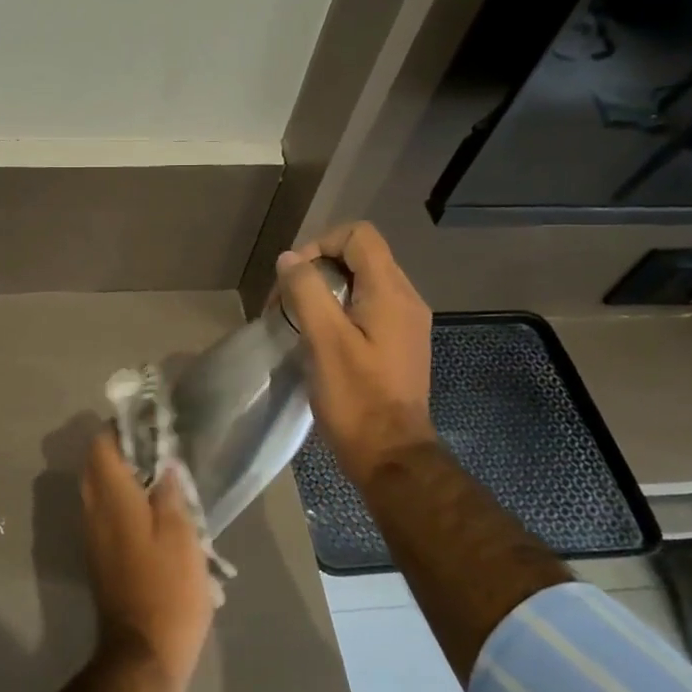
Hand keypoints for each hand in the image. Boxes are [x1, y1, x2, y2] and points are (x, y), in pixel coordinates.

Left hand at [78, 430, 214, 691]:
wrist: (144, 653)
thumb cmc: (168, 590)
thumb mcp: (181, 536)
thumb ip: (169, 495)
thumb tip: (164, 464)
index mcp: (112, 500)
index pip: (101, 448)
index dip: (119, 429)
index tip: (147, 424)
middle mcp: (94, 512)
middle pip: (96, 467)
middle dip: (121, 451)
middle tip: (158, 449)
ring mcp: (94, 537)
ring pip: (99, 492)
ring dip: (123, 477)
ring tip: (161, 478)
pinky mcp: (101, 558)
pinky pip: (106, 515)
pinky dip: (124, 502)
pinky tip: (154, 512)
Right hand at [277, 221, 436, 488]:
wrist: (390, 455)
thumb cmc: (356, 398)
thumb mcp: (325, 341)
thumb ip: (307, 292)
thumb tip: (289, 259)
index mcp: (391, 293)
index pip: (359, 236)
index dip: (320, 245)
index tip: (294, 278)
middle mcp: (405, 300)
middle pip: (360, 257)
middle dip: (317, 270)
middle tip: (286, 303)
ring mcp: (404, 324)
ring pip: (361, 284)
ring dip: (324, 292)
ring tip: (296, 322)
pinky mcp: (397, 345)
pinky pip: (366, 309)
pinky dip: (338, 312)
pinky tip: (317, 340)